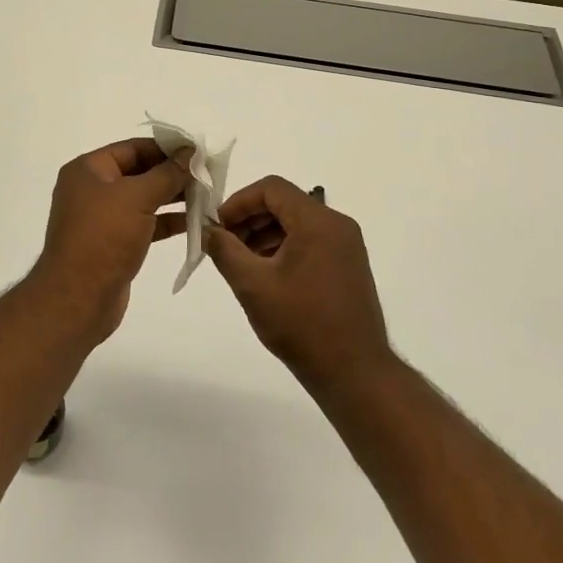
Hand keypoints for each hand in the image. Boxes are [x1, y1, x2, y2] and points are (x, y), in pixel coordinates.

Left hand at [31, 138, 189, 338]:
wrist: (78, 299)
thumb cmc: (104, 238)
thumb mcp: (137, 198)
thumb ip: (167, 174)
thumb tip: (190, 152)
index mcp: (88, 170)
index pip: (133, 148)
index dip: (166, 148)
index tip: (199, 152)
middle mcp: (92, 189)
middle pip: (139, 172)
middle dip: (173, 174)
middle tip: (209, 176)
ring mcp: (102, 218)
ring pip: (143, 199)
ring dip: (173, 197)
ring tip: (208, 197)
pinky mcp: (113, 243)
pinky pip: (144, 223)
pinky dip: (166, 221)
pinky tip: (195, 222)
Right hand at [206, 176, 393, 391]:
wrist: (355, 374)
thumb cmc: (301, 324)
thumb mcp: (252, 285)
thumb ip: (224, 250)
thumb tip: (207, 229)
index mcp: (318, 221)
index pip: (272, 188)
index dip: (239, 202)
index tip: (218, 227)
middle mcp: (337, 225)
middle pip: (285, 203)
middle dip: (250, 219)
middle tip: (224, 245)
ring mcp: (346, 246)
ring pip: (297, 223)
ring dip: (265, 235)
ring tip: (242, 264)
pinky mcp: (348, 266)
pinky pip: (310, 242)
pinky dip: (284, 248)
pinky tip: (267, 276)